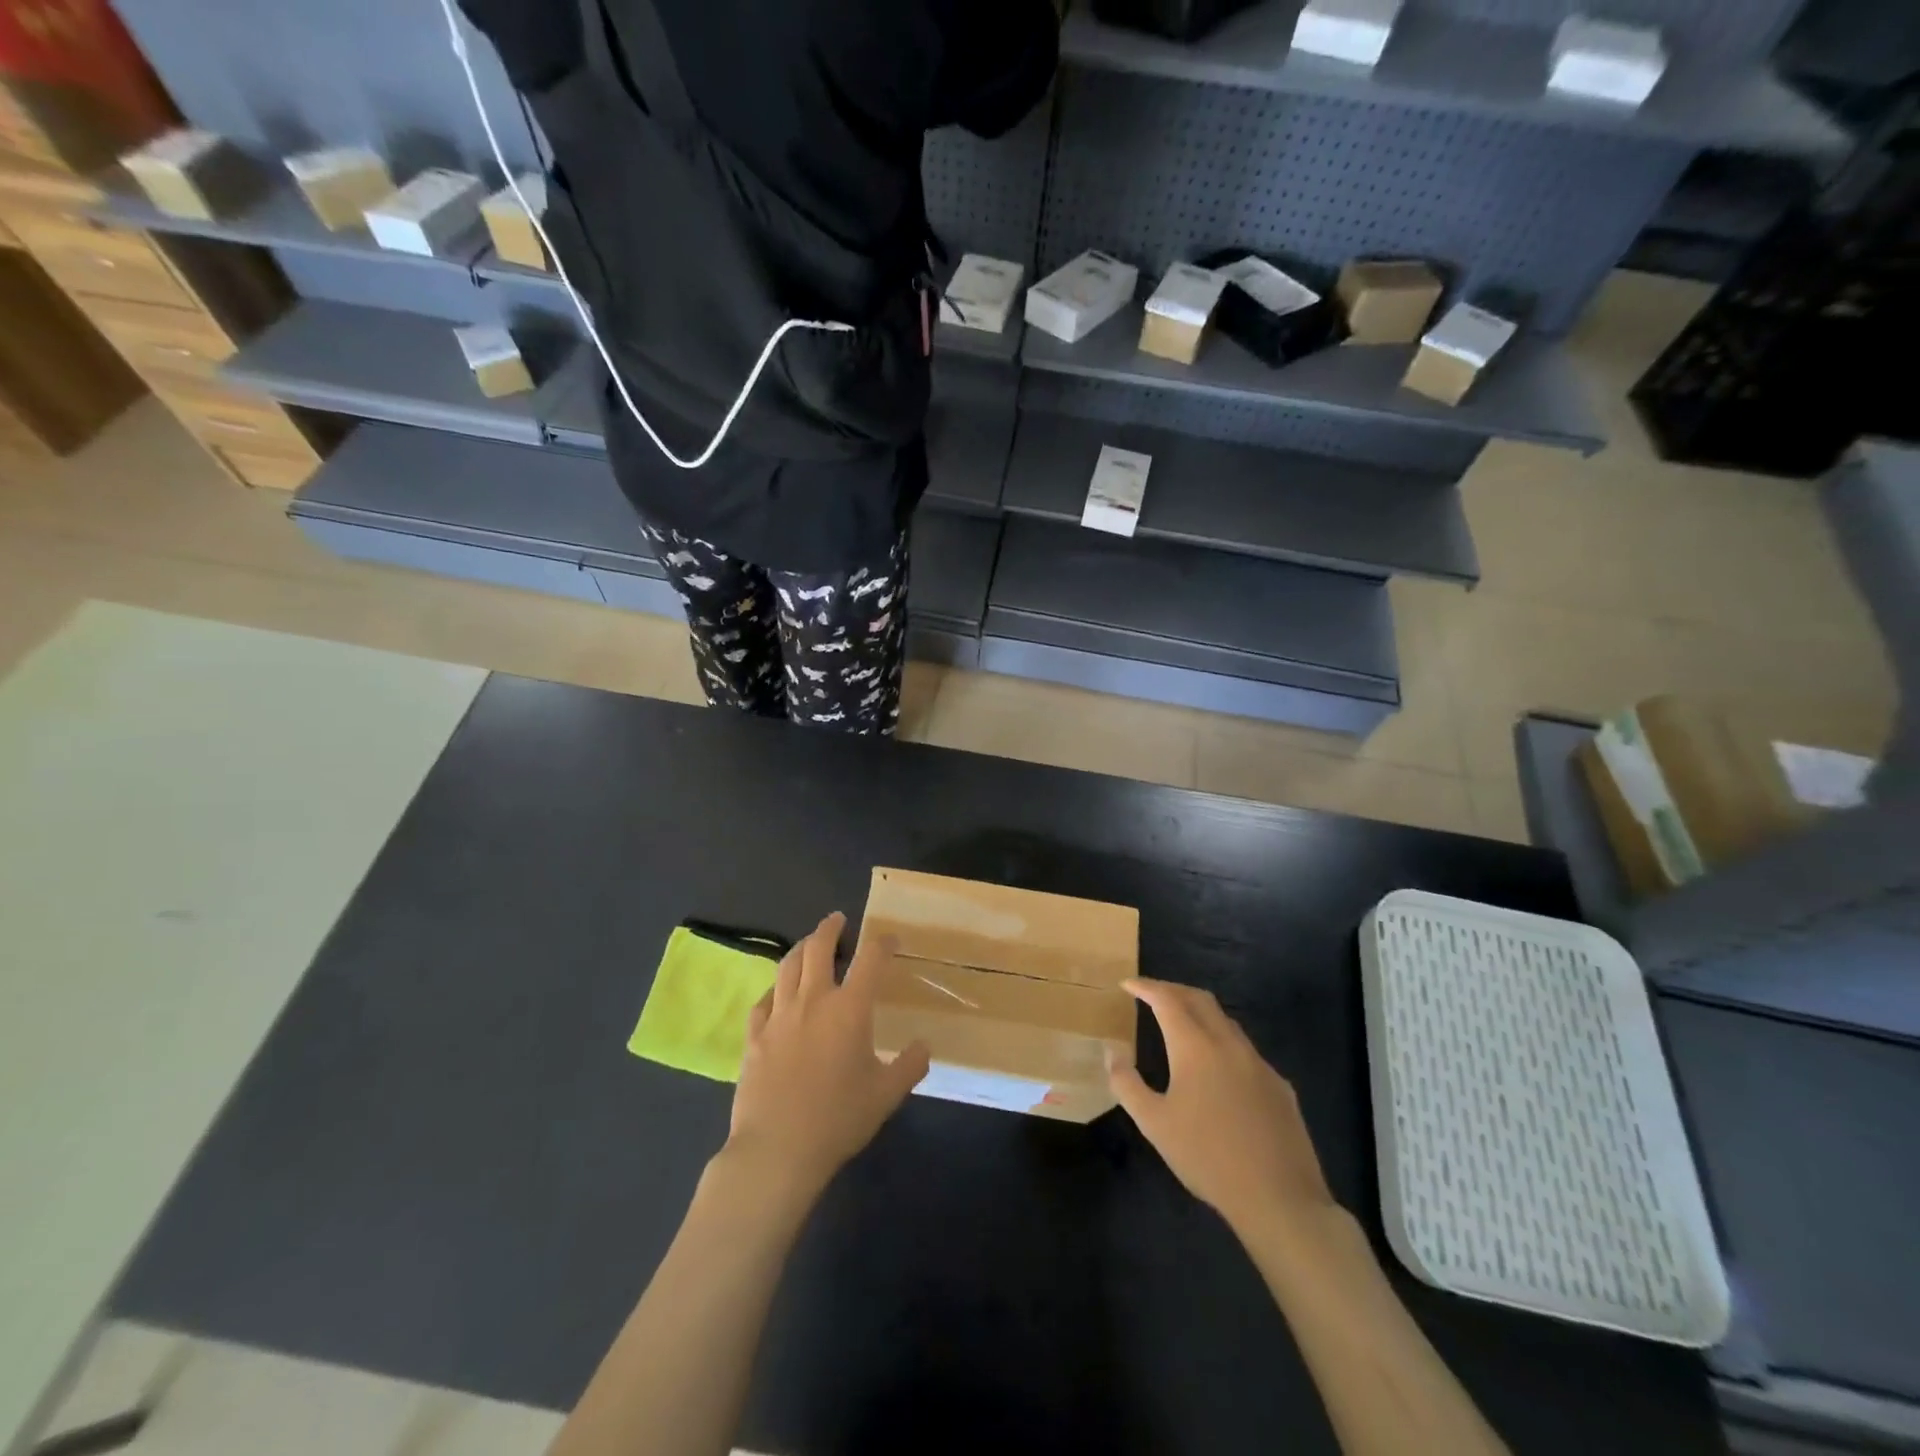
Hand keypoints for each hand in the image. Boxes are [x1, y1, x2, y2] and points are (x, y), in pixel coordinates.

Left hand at [725, 913, 929, 1200]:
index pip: (870, 960)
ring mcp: (779, 1016)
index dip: (882, 943)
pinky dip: (774, 988)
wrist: (777, 1150)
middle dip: (830, 928)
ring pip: (787, 966)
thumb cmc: (838, 1120)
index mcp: (849, 1009)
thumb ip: (909, 1066)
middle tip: (838, 920)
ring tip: (808, 944)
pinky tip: (777, 993)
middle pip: (818, 948)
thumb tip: (923, 1046)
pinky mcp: (754, 1035)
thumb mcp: (886, 1095)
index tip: (890, 939)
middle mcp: (813, 1001)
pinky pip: (763, 1000)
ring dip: (800, 948)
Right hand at [1109, 979, 1335, 1239]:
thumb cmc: (1207, 1158)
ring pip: (1226, 1022)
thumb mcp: (1154, 1124)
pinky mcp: (1279, 1085)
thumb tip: (1111, 1051)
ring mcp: (1259, 1063)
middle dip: (1172, 990)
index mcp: (1196, 1047)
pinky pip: (1245, 1050)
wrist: (1279, 1199)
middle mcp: (1229, 1044)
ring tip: (1181, 1025)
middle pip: (1199, 999)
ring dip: (1200, 1013)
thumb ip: (1127, 1083)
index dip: (1146, 987)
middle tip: (1151, 994)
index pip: (1167, 1000)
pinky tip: (1217, 1070)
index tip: (1127, 984)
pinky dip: (1222, 1043)